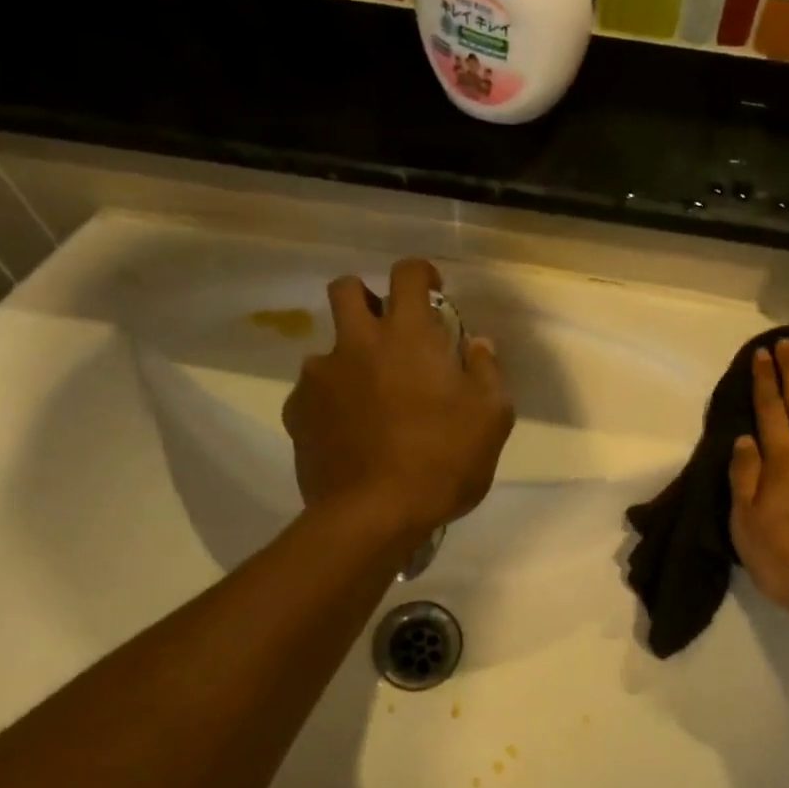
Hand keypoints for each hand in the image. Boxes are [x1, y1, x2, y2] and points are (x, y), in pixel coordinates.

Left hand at [283, 260, 513, 543]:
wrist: (374, 515)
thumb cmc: (443, 462)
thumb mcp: (491, 418)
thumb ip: (487, 371)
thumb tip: (477, 345)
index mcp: (407, 336)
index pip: (407, 274)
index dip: (421, 272)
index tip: (432, 289)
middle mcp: (356, 343)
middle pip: (346, 289)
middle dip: (366, 297)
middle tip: (389, 331)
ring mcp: (319, 378)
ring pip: (327, 347)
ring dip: (349, 358)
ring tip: (370, 398)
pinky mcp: (297, 412)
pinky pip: (312, 392)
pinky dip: (331, 400)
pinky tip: (348, 431)